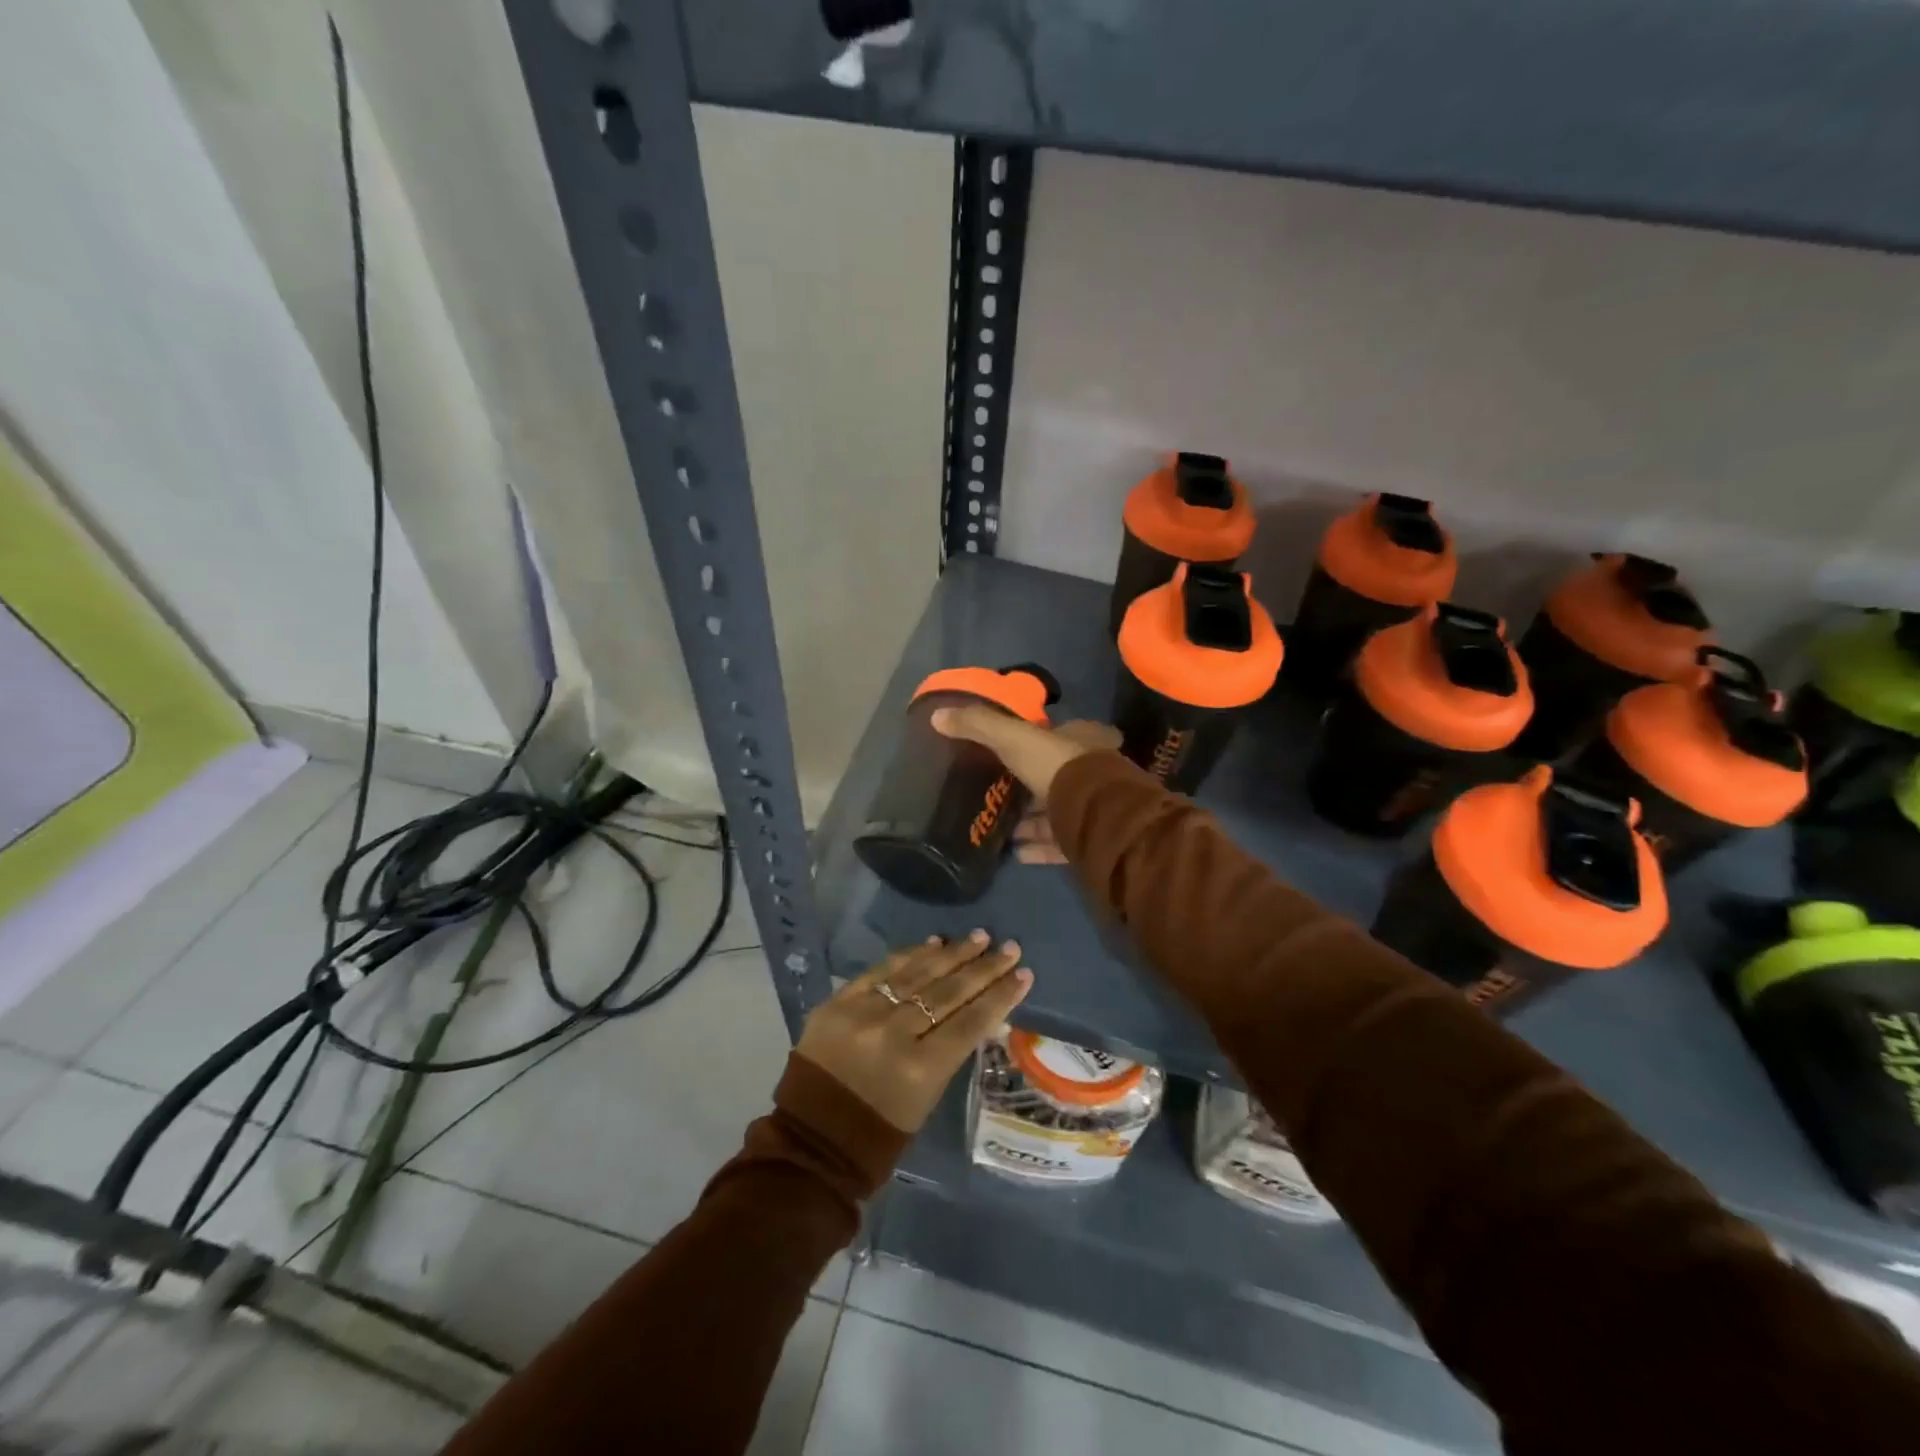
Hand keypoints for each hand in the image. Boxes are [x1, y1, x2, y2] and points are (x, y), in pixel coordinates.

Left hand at [795, 931, 1032, 1132]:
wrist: (812, 1140)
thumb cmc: (879, 1133)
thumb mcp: (927, 1098)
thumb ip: (950, 1051)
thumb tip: (979, 1011)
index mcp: (921, 1070)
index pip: (971, 1022)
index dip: (1000, 996)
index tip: (1023, 973)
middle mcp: (895, 1035)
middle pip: (949, 993)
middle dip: (983, 968)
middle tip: (1008, 947)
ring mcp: (863, 1014)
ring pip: (917, 975)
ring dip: (952, 954)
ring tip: (978, 937)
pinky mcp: (838, 1002)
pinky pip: (881, 971)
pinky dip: (909, 956)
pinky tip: (933, 943)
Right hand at [932, 708, 1119, 864]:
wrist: (1096, 814)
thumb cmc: (1058, 764)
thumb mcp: (1013, 737)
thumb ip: (978, 725)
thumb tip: (937, 715)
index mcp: (1081, 740)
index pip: (1057, 736)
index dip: (1034, 742)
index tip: (1008, 753)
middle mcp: (1090, 771)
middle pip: (1055, 777)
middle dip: (1028, 786)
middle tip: (997, 794)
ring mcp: (1092, 808)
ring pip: (1057, 812)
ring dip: (1030, 821)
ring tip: (999, 827)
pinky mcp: (1089, 839)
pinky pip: (1059, 844)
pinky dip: (1037, 848)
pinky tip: (1014, 852)